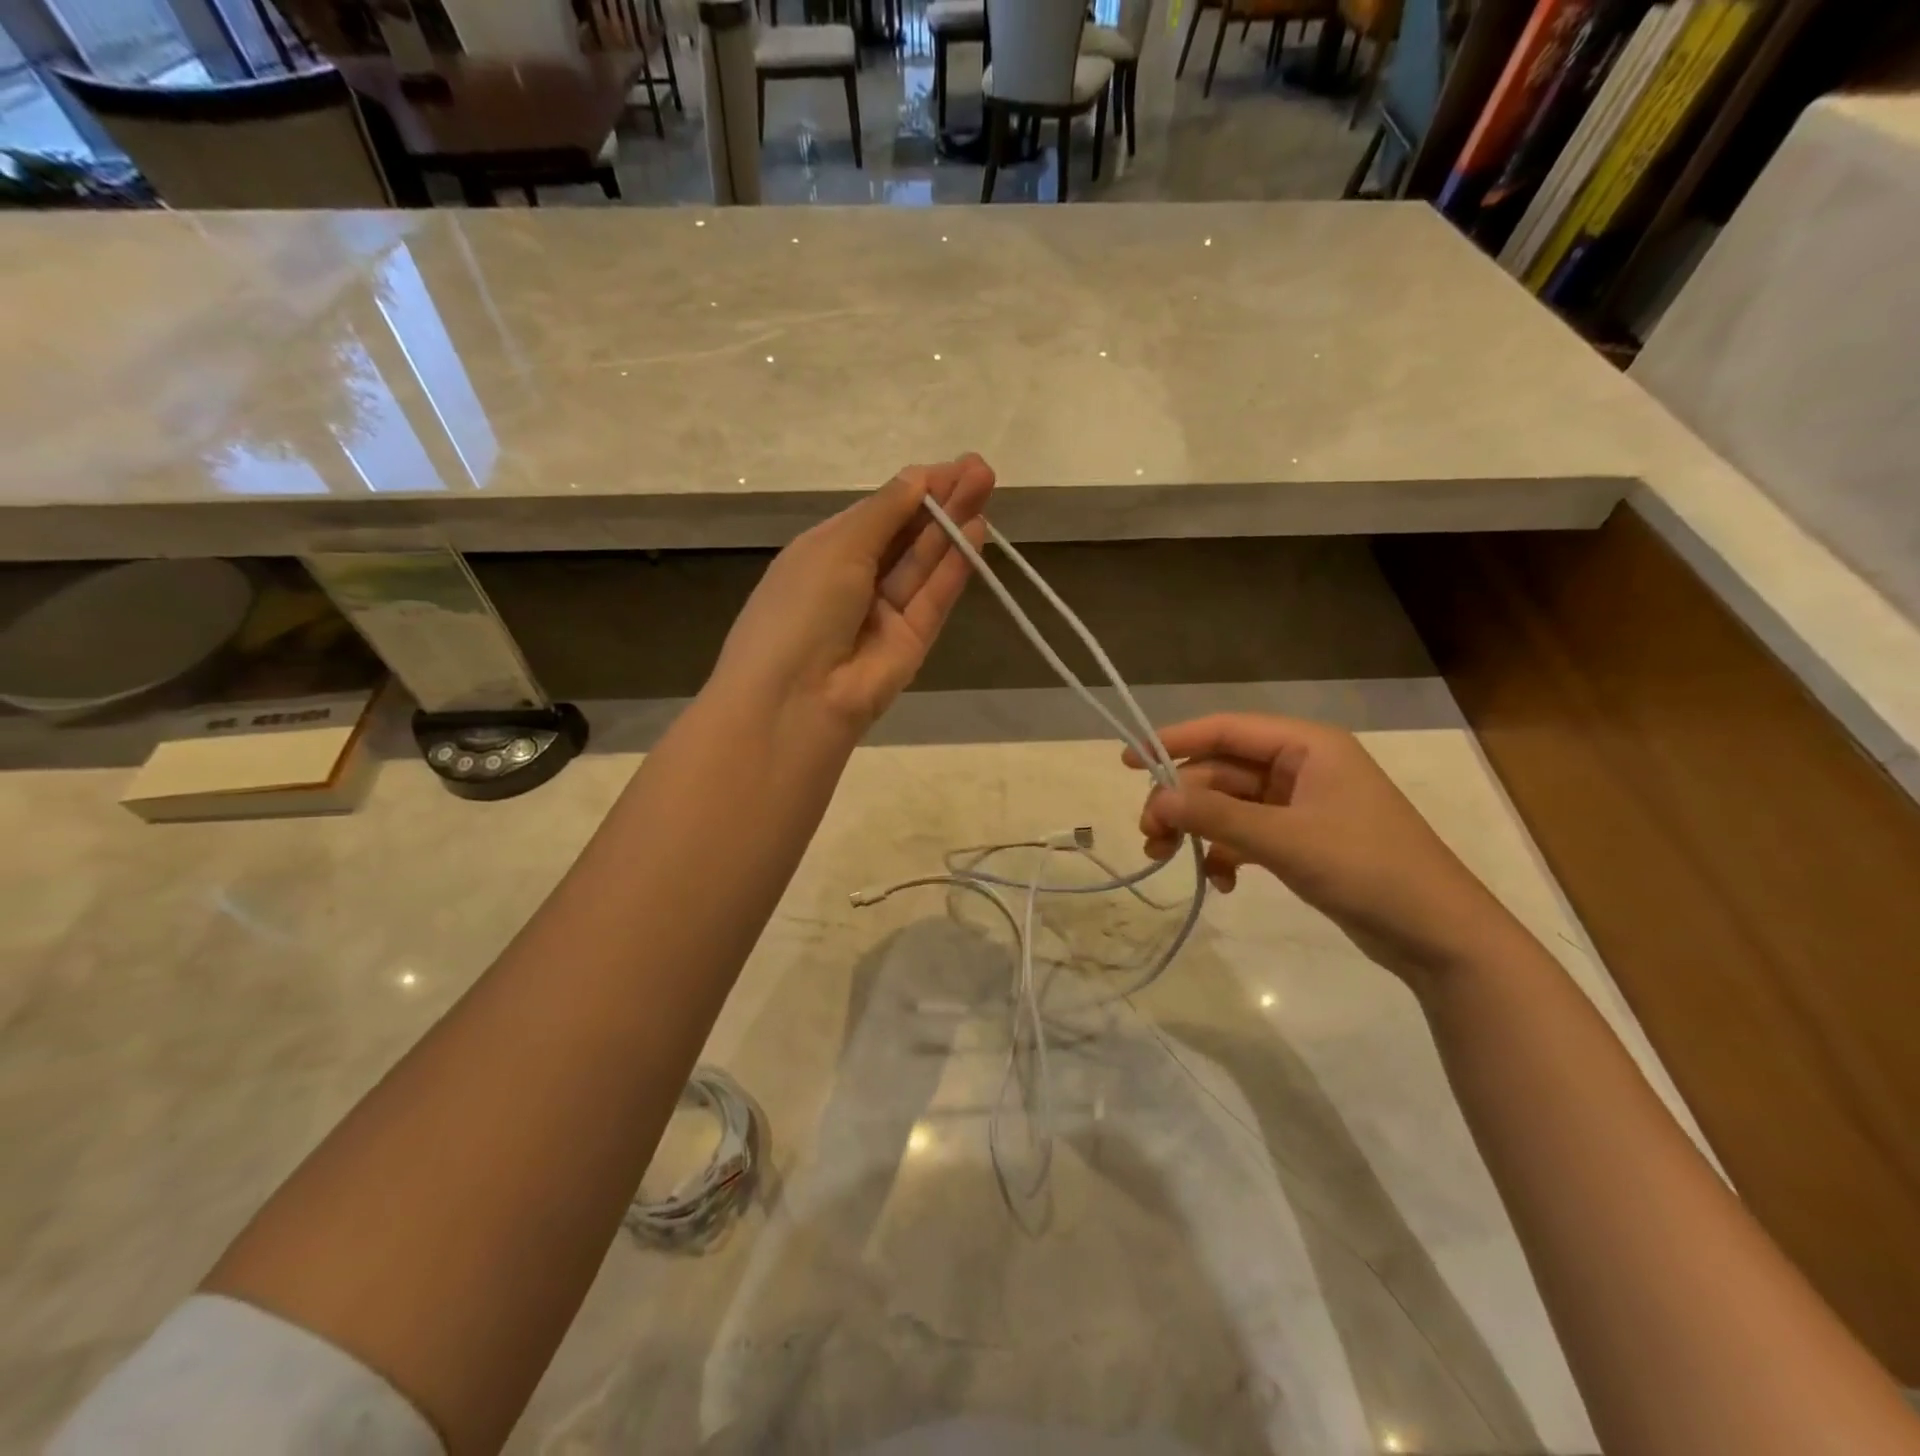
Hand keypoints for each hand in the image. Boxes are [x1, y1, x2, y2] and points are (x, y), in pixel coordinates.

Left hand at [710, 455, 995, 732]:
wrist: (796, 699)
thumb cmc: (800, 608)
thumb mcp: (836, 547)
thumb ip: (883, 513)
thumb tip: (918, 478)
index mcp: (824, 554)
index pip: (877, 514)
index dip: (914, 489)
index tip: (953, 465)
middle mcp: (855, 581)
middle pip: (906, 536)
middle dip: (941, 501)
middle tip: (982, 469)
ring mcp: (885, 615)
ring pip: (924, 564)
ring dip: (953, 526)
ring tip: (986, 487)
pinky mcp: (912, 644)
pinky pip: (934, 598)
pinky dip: (954, 567)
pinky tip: (977, 531)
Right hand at [1128, 714, 1519, 985]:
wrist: (1438, 935)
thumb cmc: (1367, 869)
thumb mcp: (1285, 839)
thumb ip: (1217, 815)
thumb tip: (1157, 798)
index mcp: (1306, 747)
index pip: (1226, 729)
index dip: (1174, 741)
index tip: (1128, 761)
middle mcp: (1302, 767)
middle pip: (1222, 771)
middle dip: (1182, 800)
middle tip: (1150, 836)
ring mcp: (1302, 805)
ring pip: (1229, 804)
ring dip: (1198, 829)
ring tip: (1168, 859)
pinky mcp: (1302, 840)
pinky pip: (1247, 834)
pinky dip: (1226, 853)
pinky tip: (1221, 882)